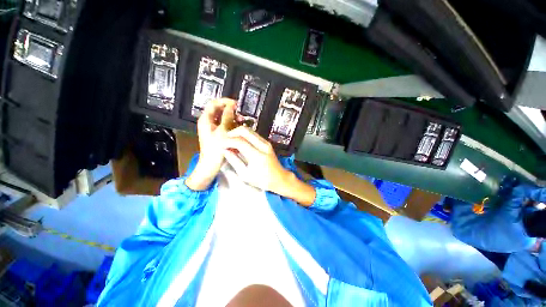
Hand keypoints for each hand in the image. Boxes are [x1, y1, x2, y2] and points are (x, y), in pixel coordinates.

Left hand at [185, 98, 235, 189]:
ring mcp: (212, 128)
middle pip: (219, 110)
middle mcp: (208, 122)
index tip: (236, 104)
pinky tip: (239, 128)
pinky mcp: (217, 134)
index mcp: (206, 119)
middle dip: (230, 111)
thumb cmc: (216, 149)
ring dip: (232, 118)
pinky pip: (225, 125)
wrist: (211, 165)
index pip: (214, 103)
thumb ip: (227, 117)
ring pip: (223, 118)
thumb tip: (231, 106)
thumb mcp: (223, 132)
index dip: (225, 101)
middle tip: (240, 115)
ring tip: (242, 121)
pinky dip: (232, 125)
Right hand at [222, 127, 315, 205]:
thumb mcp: (245, 175)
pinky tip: (239, 143)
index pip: (240, 141)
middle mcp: (263, 145)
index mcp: (257, 155)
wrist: (279, 178)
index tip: (219, 145)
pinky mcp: (267, 142)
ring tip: (231, 142)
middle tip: (224, 140)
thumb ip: (234, 161)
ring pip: (249, 130)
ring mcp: (266, 142)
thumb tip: (224, 150)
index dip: (227, 141)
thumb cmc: (262, 180)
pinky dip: (244, 135)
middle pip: (244, 130)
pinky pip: (253, 134)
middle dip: (232, 133)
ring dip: (238, 133)